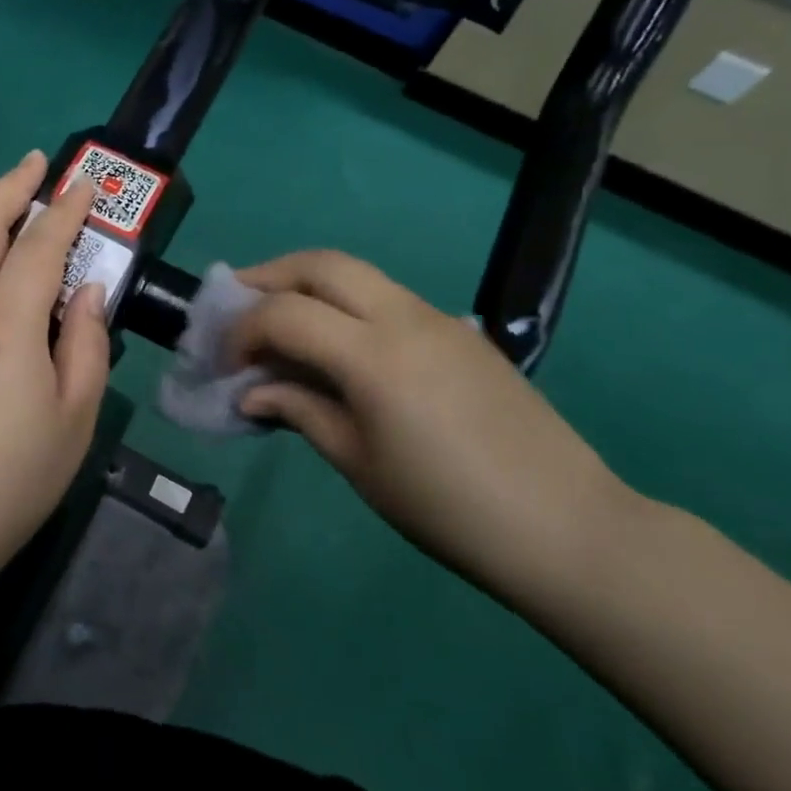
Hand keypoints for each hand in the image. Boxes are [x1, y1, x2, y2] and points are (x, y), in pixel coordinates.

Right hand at [229, 251, 639, 599]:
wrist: (565, 526)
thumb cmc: (446, 507)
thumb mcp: (358, 463)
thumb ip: (300, 411)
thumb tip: (253, 393)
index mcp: (374, 355)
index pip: (284, 314)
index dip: (242, 332)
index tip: (225, 364)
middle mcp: (404, 317)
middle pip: (321, 264)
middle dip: (268, 277)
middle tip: (238, 306)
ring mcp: (439, 318)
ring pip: (358, 273)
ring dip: (308, 286)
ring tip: (279, 321)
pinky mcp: (461, 332)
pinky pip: (388, 298)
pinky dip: (346, 305)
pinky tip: (338, 347)